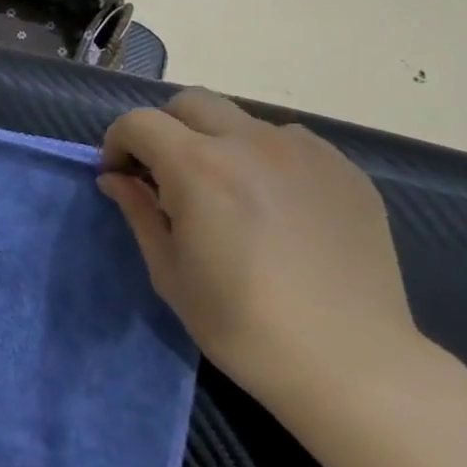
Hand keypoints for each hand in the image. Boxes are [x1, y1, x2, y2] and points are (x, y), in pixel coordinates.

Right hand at [98, 89, 420, 409]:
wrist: (351, 364)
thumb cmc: (242, 325)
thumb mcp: (169, 272)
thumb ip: (138, 211)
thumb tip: (115, 178)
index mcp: (199, 167)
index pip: (139, 122)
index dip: (118, 143)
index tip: (120, 176)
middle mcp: (251, 143)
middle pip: (190, 103)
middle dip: (165, 129)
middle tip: (166, 175)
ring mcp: (305, 152)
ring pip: (242, 120)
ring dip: (217, 141)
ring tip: (227, 192)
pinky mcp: (344, 170)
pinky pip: (289, 143)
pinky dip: (264, 158)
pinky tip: (275, 206)